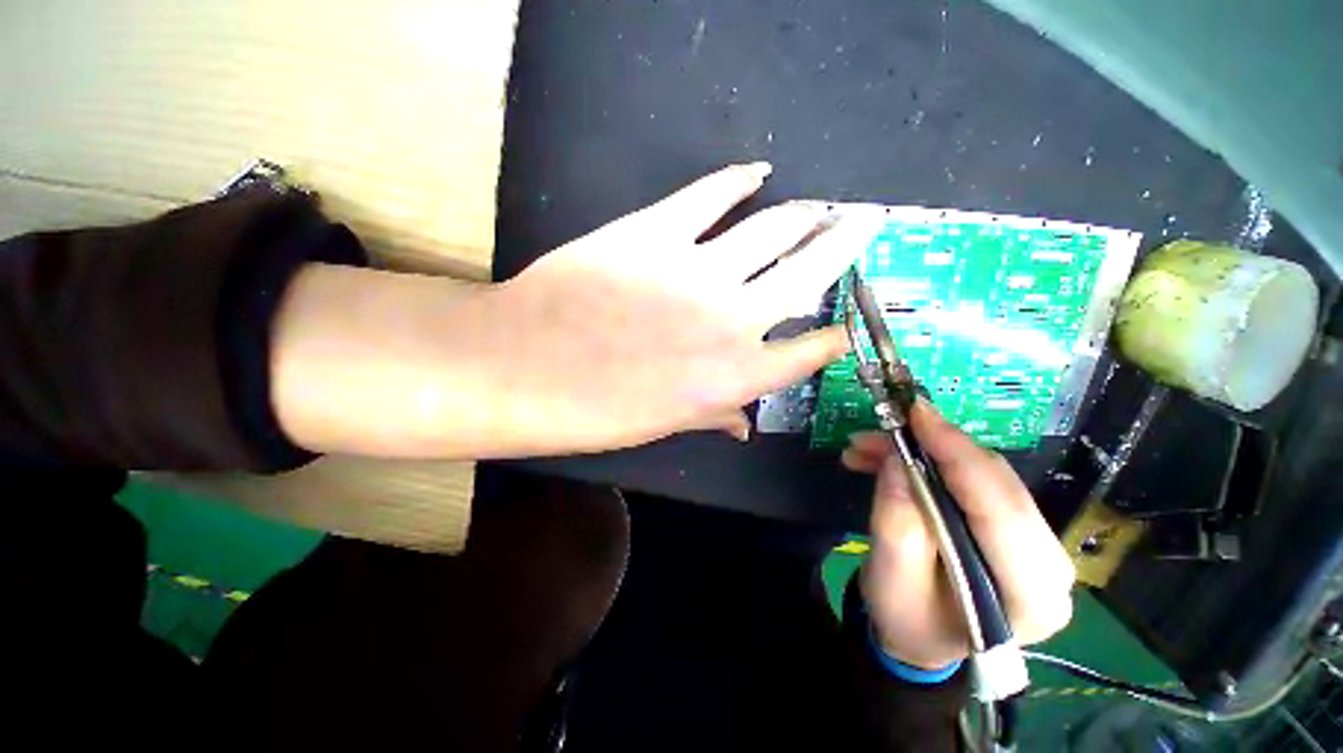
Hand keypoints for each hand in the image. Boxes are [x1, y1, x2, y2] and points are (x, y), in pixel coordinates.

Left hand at [470, 162, 882, 454]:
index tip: (848, 325)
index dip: (835, 337)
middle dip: (843, 246)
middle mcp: (733, 319)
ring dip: (804, 214)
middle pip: (809, 273)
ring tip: (821, 206)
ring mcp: (697, 269)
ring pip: (773, 228)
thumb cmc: (593, 411)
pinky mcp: (656, 230)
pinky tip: (757, 173)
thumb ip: (711, 416)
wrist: (522, 366)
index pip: (808, 353)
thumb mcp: (661, 425)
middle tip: (862, 224)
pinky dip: (739, 179)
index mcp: (734, 376)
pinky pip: (711, 194)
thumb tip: (743, 426)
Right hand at [841, 402, 1074, 669]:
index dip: (958, 454)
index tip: (916, 414)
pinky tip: (888, 460)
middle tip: (879, 429)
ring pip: (983, 475)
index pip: (1001, 509)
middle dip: (933, 447)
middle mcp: (1049, 565)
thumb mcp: (891, 580)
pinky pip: (974, 480)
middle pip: (996, 484)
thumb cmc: (907, 621)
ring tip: (866, 449)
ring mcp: (1037, 544)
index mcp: (1029, 595)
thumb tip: (899, 462)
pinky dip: (930, 462)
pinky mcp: (1015, 527)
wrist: (923, 637)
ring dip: (923, 452)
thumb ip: (898, 524)